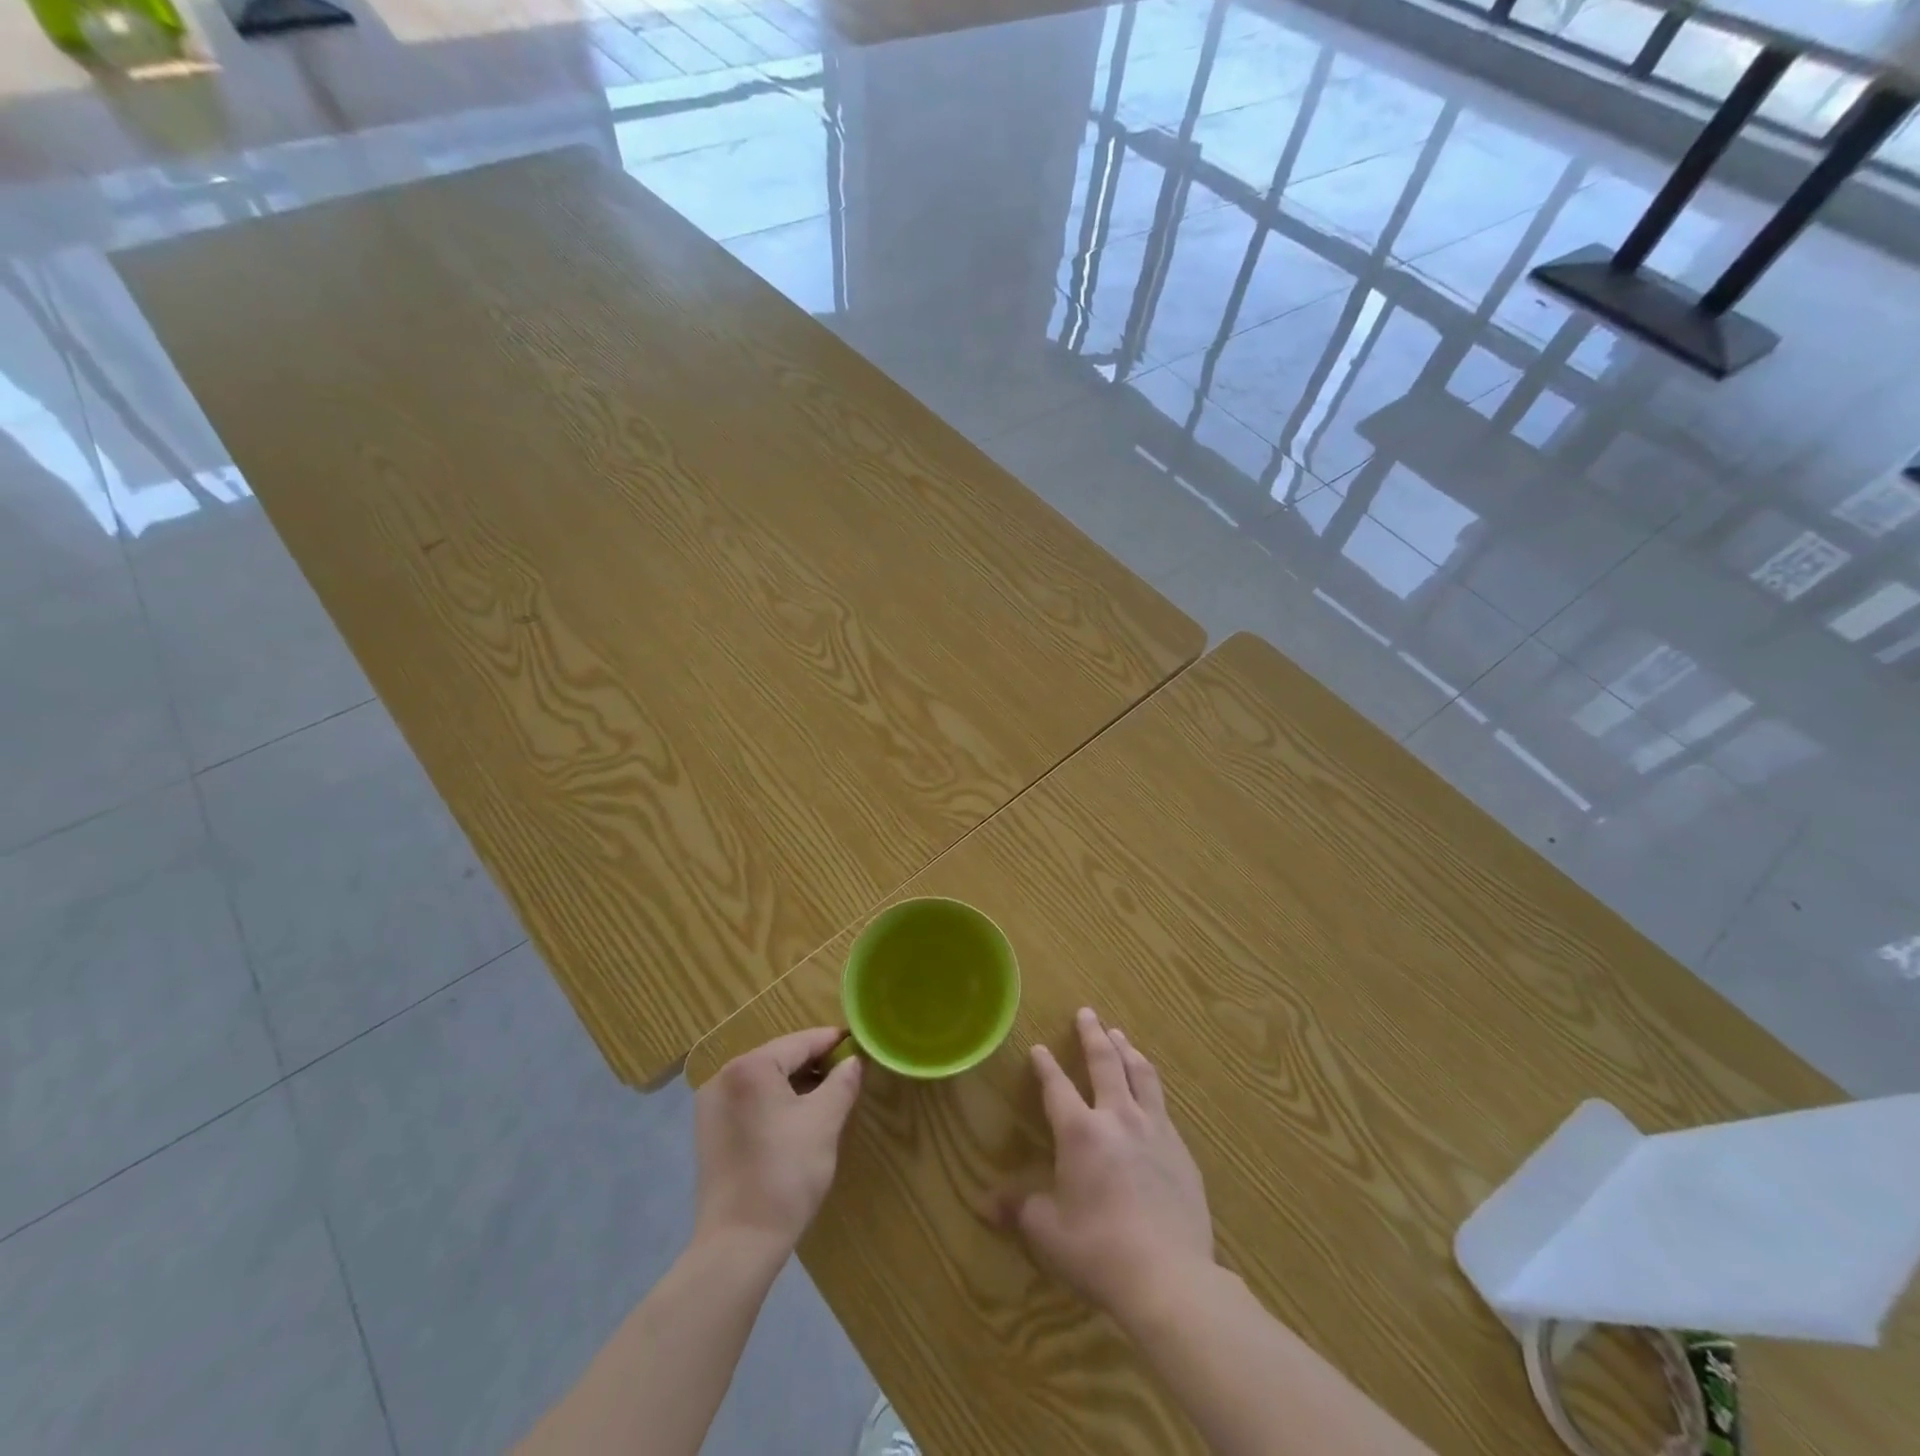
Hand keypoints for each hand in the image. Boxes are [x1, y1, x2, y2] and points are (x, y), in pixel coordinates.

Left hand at [694, 1027, 862, 1257]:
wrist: (738, 1246)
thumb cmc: (785, 1175)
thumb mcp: (825, 1122)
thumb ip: (843, 1082)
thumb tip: (854, 1061)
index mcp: (750, 1067)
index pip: (801, 1042)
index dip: (833, 1042)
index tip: (858, 1044)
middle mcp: (723, 1077)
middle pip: (780, 1058)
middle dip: (814, 1064)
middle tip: (847, 1073)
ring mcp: (712, 1105)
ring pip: (764, 1080)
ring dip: (796, 1084)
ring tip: (828, 1096)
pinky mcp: (710, 1131)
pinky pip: (750, 1100)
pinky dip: (775, 1102)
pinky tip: (797, 1118)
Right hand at [1001, 1008, 1214, 1323]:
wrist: (1170, 1277)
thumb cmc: (1099, 1251)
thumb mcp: (1049, 1232)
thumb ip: (1019, 1210)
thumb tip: (982, 1205)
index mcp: (1080, 1132)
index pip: (1057, 1086)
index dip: (1045, 1066)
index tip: (1039, 1047)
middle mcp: (1117, 1117)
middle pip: (1104, 1062)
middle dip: (1092, 1035)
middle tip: (1087, 1012)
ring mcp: (1155, 1130)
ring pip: (1140, 1075)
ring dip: (1127, 1050)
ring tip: (1120, 1035)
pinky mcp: (1181, 1150)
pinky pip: (1163, 1105)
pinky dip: (1151, 1086)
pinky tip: (1151, 1092)